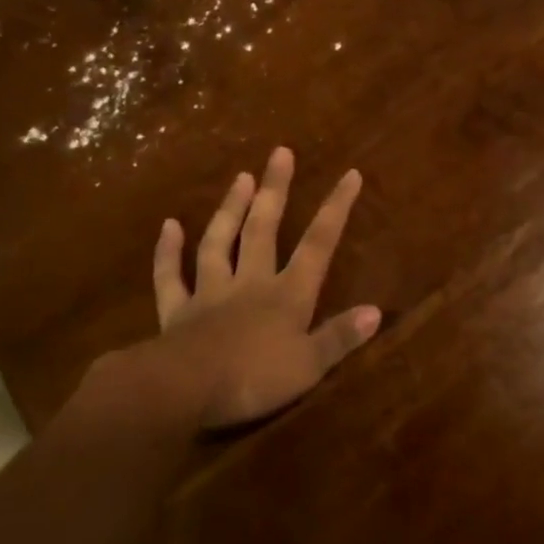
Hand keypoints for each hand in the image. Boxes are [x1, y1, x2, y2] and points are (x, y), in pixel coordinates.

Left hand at [144, 146, 381, 427]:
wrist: (185, 390)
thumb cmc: (254, 380)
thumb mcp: (309, 366)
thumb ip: (340, 337)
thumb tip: (375, 311)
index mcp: (287, 295)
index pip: (318, 244)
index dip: (336, 208)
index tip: (350, 174)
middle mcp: (250, 283)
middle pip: (264, 229)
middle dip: (275, 190)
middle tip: (280, 152)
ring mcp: (210, 293)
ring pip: (219, 242)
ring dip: (229, 209)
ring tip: (240, 177)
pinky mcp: (177, 311)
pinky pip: (170, 277)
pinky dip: (168, 251)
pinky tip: (169, 225)